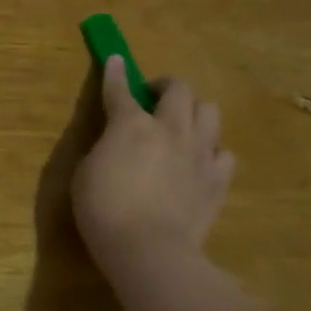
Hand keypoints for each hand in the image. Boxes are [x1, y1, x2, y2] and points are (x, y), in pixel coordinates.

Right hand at [72, 56, 235, 300]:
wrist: (150, 252)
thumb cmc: (104, 210)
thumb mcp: (86, 172)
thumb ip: (104, 147)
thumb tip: (116, 140)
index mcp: (130, 124)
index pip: (120, 88)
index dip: (115, 72)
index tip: (115, 59)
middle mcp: (170, 130)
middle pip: (180, 89)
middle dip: (166, 86)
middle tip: (153, 98)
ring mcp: (199, 154)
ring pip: (210, 112)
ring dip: (194, 112)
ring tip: (181, 126)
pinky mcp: (218, 182)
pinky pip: (224, 154)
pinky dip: (211, 152)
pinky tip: (199, 163)